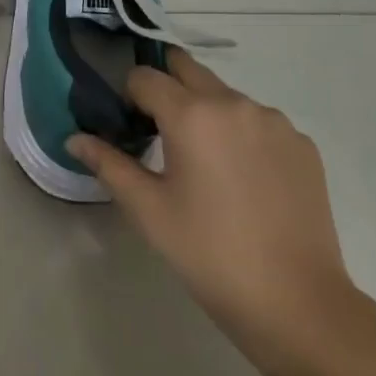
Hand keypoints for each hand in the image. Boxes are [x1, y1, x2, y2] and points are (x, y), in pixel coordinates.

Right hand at [69, 53, 352, 360]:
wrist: (300, 307)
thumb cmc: (211, 256)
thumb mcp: (150, 212)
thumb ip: (109, 165)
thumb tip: (74, 138)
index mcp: (191, 114)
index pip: (144, 77)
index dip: (129, 95)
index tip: (130, 126)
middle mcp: (233, 102)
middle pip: (186, 69)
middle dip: (166, 87)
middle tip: (161, 129)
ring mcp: (273, 120)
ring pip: (224, 94)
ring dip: (206, 111)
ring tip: (207, 164)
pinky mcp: (302, 143)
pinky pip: (259, 121)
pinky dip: (243, 134)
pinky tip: (245, 180)